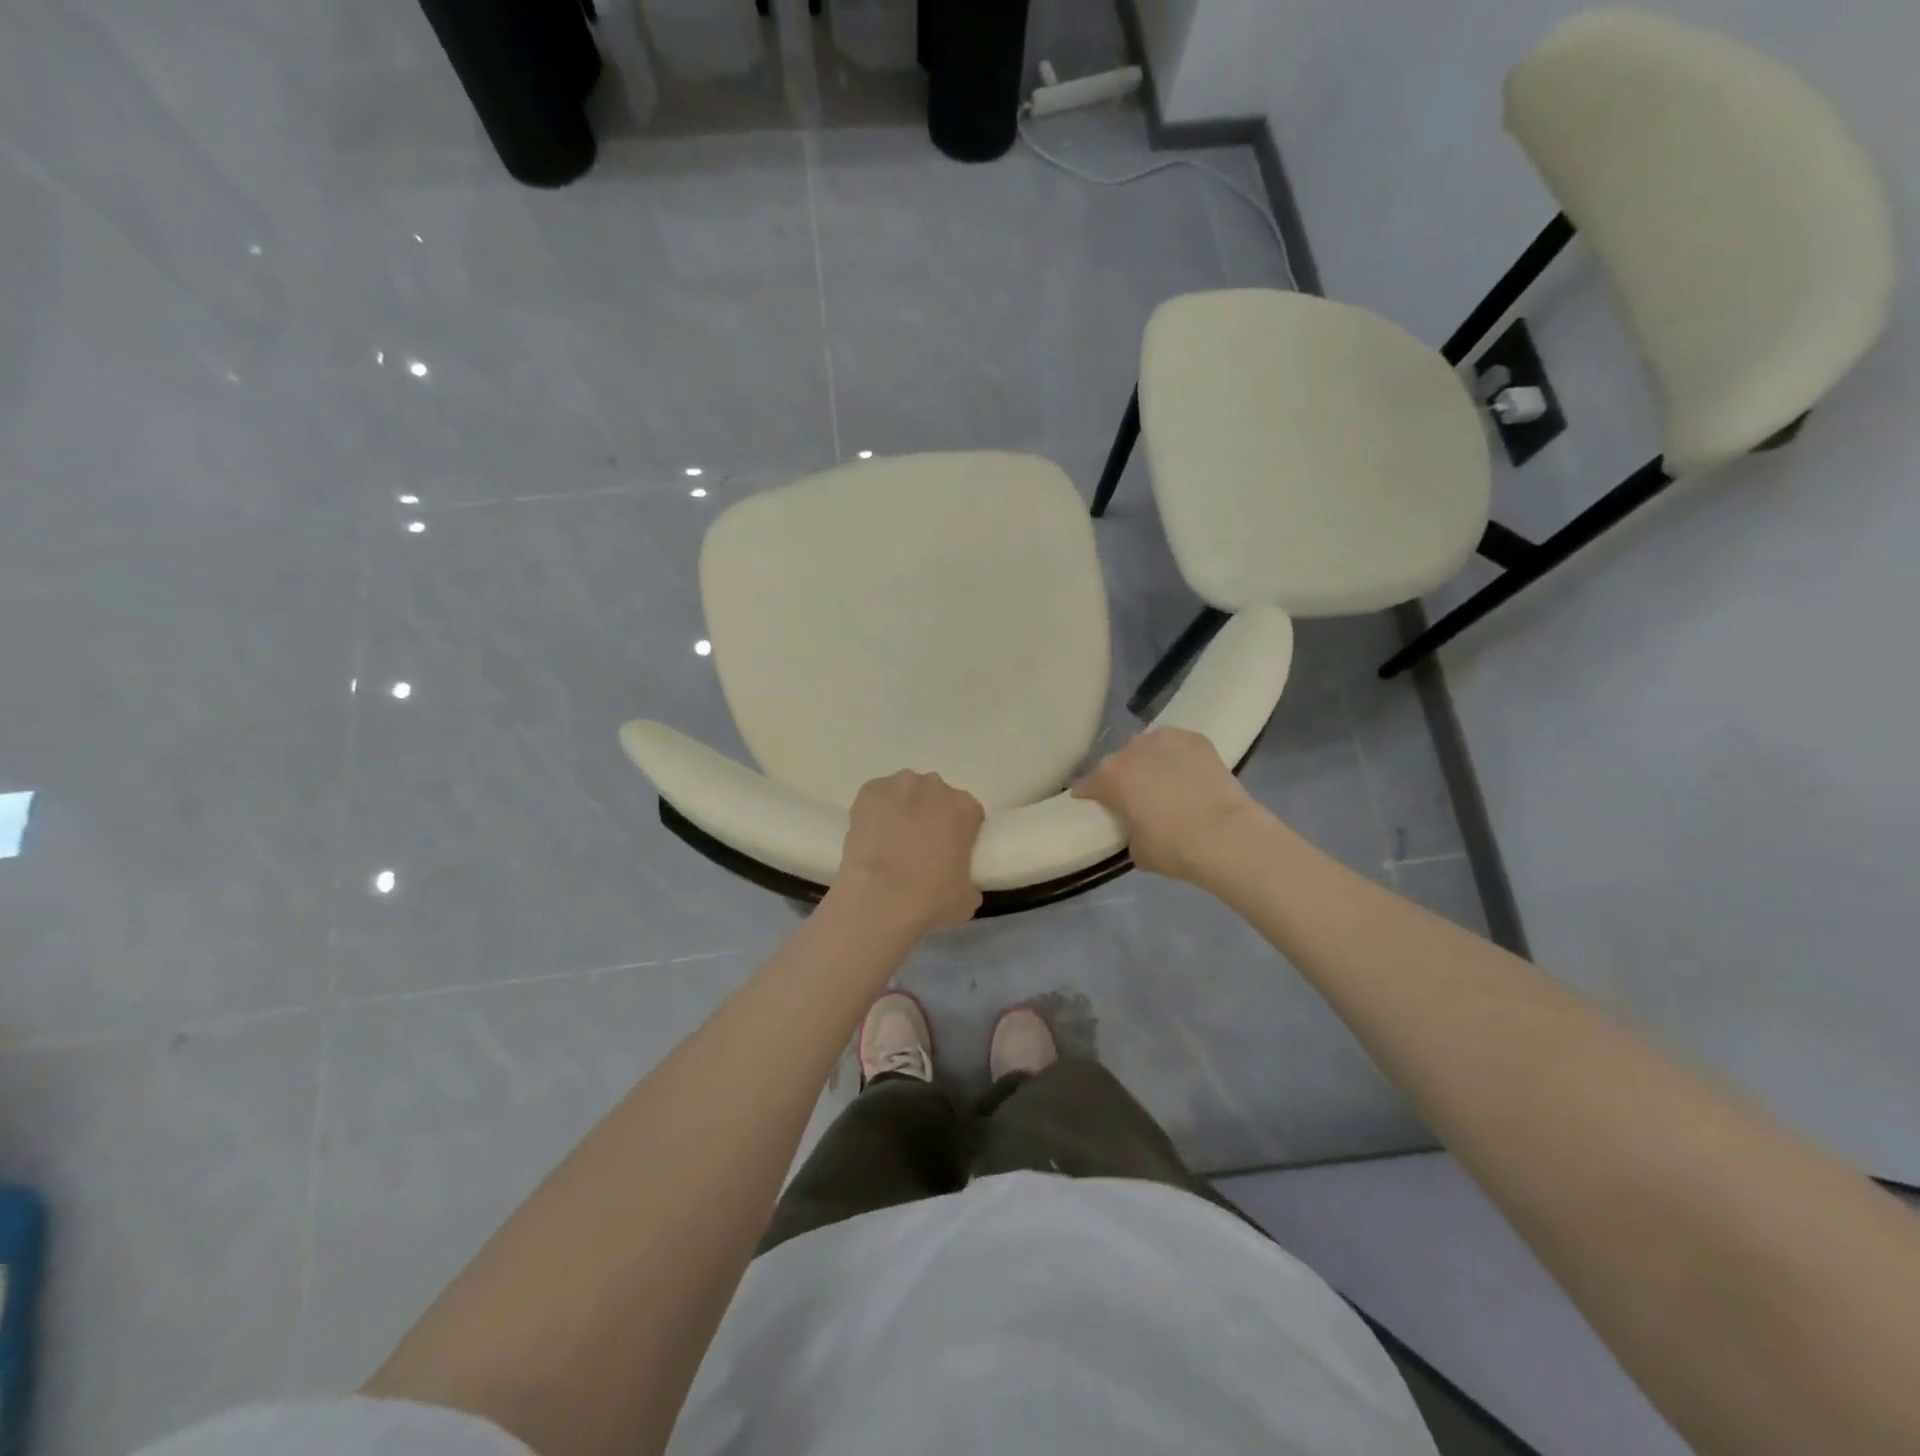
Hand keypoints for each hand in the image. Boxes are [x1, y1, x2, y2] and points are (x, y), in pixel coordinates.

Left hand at [836, 771, 984, 931]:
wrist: (879, 899)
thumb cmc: (931, 899)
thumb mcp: (968, 897)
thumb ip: (968, 878)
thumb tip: (958, 879)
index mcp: (965, 808)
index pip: (969, 813)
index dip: (960, 832)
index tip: (951, 852)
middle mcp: (935, 787)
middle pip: (937, 798)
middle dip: (931, 816)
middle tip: (921, 847)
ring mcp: (900, 785)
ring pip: (906, 793)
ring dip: (903, 809)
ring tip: (892, 841)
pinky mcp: (869, 792)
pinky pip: (877, 798)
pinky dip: (876, 811)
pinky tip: (872, 836)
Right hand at [1073, 727, 1264, 882]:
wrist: (1227, 836)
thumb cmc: (1174, 848)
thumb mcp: (1136, 850)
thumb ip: (1127, 829)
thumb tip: (1135, 824)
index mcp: (1109, 776)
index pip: (1087, 784)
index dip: (1088, 796)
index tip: (1093, 806)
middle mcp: (1131, 750)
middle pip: (1118, 761)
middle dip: (1121, 777)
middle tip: (1133, 797)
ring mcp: (1165, 739)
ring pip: (1147, 747)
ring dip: (1148, 761)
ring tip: (1162, 781)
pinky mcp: (1196, 739)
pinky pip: (1176, 744)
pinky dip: (1176, 756)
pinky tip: (1186, 772)